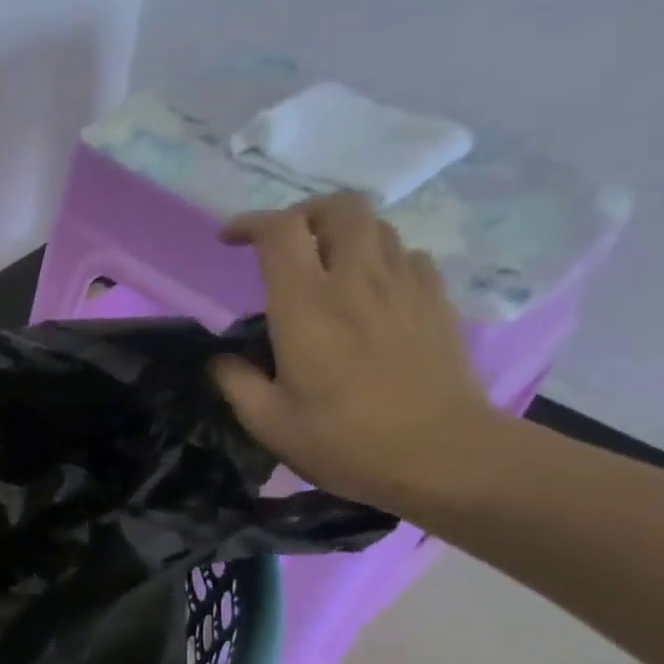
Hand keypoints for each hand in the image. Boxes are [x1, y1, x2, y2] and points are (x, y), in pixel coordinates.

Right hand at [212, 192, 501, 511]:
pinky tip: (372, 292)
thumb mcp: (269, 423)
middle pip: (339, 207)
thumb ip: (236, 383)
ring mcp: (404, 286)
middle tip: (285, 243)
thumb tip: (220, 359)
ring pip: (377, 227)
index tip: (229, 240)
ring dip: (344, 235)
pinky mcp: (436, 302)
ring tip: (326, 266)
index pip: (279, 231)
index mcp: (306, 306)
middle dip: (305, 213)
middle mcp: (356, 280)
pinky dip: (382, 260)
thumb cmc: (346, 442)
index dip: (250, 224)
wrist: (443, 457)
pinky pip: (408, 256)